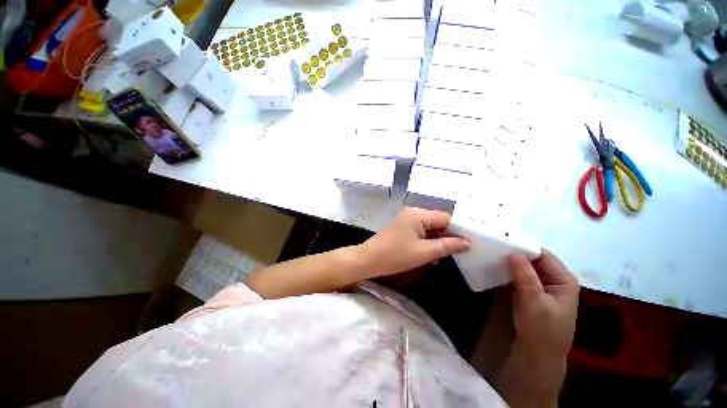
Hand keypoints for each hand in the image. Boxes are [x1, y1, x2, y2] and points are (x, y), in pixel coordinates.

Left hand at [357, 207, 470, 278]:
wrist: (369, 260)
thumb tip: (468, 243)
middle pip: (439, 223)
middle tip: (463, 252)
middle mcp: (414, 213)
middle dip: (449, 237)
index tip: (471, 244)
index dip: (459, 230)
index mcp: (419, 214)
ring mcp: (407, 220)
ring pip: (431, 229)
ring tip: (449, 256)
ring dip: (439, 242)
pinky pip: (421, 233)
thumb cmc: (396, 255)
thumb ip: (448, 246)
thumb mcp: (424, 252)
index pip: (447, 218)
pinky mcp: (403, 228)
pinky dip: (428, 242)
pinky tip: (434, 255)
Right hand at [501, 250, 578, 407]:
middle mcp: (552, 278)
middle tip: (492, 245)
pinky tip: (493, 265)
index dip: (523, 246)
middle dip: (514, 253)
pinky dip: (506, 270)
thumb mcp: (535, 304)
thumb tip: (515, 253)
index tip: (502, 240)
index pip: (542, 254)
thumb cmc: (542, 331)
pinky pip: (517, 275)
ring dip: (508, 261)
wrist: (537, 355)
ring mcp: (539, 284)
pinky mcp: (528, 290)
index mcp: (562, 279)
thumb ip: (526, 278)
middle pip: (532, 259)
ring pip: (523, 266)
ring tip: (490, 252)